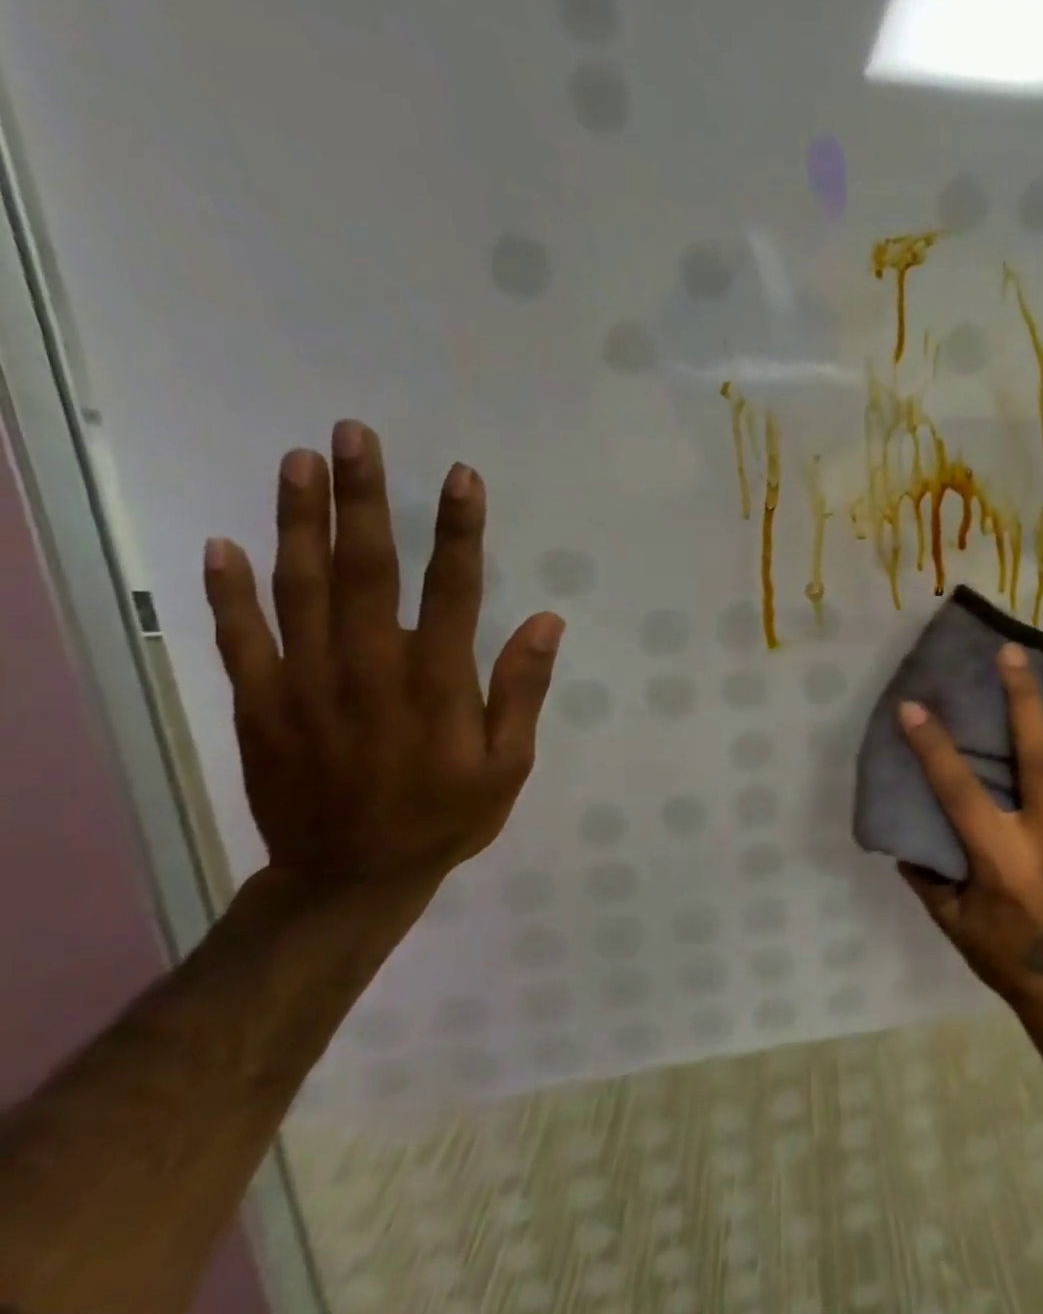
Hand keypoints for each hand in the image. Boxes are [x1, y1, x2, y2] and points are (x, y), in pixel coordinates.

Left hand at [201, 420, 563, 899]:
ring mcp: (305, 682)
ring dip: (298, 521)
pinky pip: (239, 637)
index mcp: (436, 681)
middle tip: (354, 435)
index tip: (460, 476)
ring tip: (299, 462)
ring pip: (299, 587)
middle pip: (365, 568)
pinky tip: (224, 543)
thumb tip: (547, 622)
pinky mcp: (259, 703)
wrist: (350, 878)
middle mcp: (368, 667)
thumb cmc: (446, 816)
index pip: (453, 588)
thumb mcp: (508, 764)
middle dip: (363, 498)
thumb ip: (522, 690)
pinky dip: (228, 590)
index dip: (459, 529)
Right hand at [896, 642, 1042, 1030]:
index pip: (959, 792)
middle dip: (1022, 699)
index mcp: (1001, 859)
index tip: (914, 706)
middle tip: (1012, 654)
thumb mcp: (954, 925)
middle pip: (1036, 754)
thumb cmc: (1009, 957)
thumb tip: (906, 834)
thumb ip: (928, 877)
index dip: (933, 748)